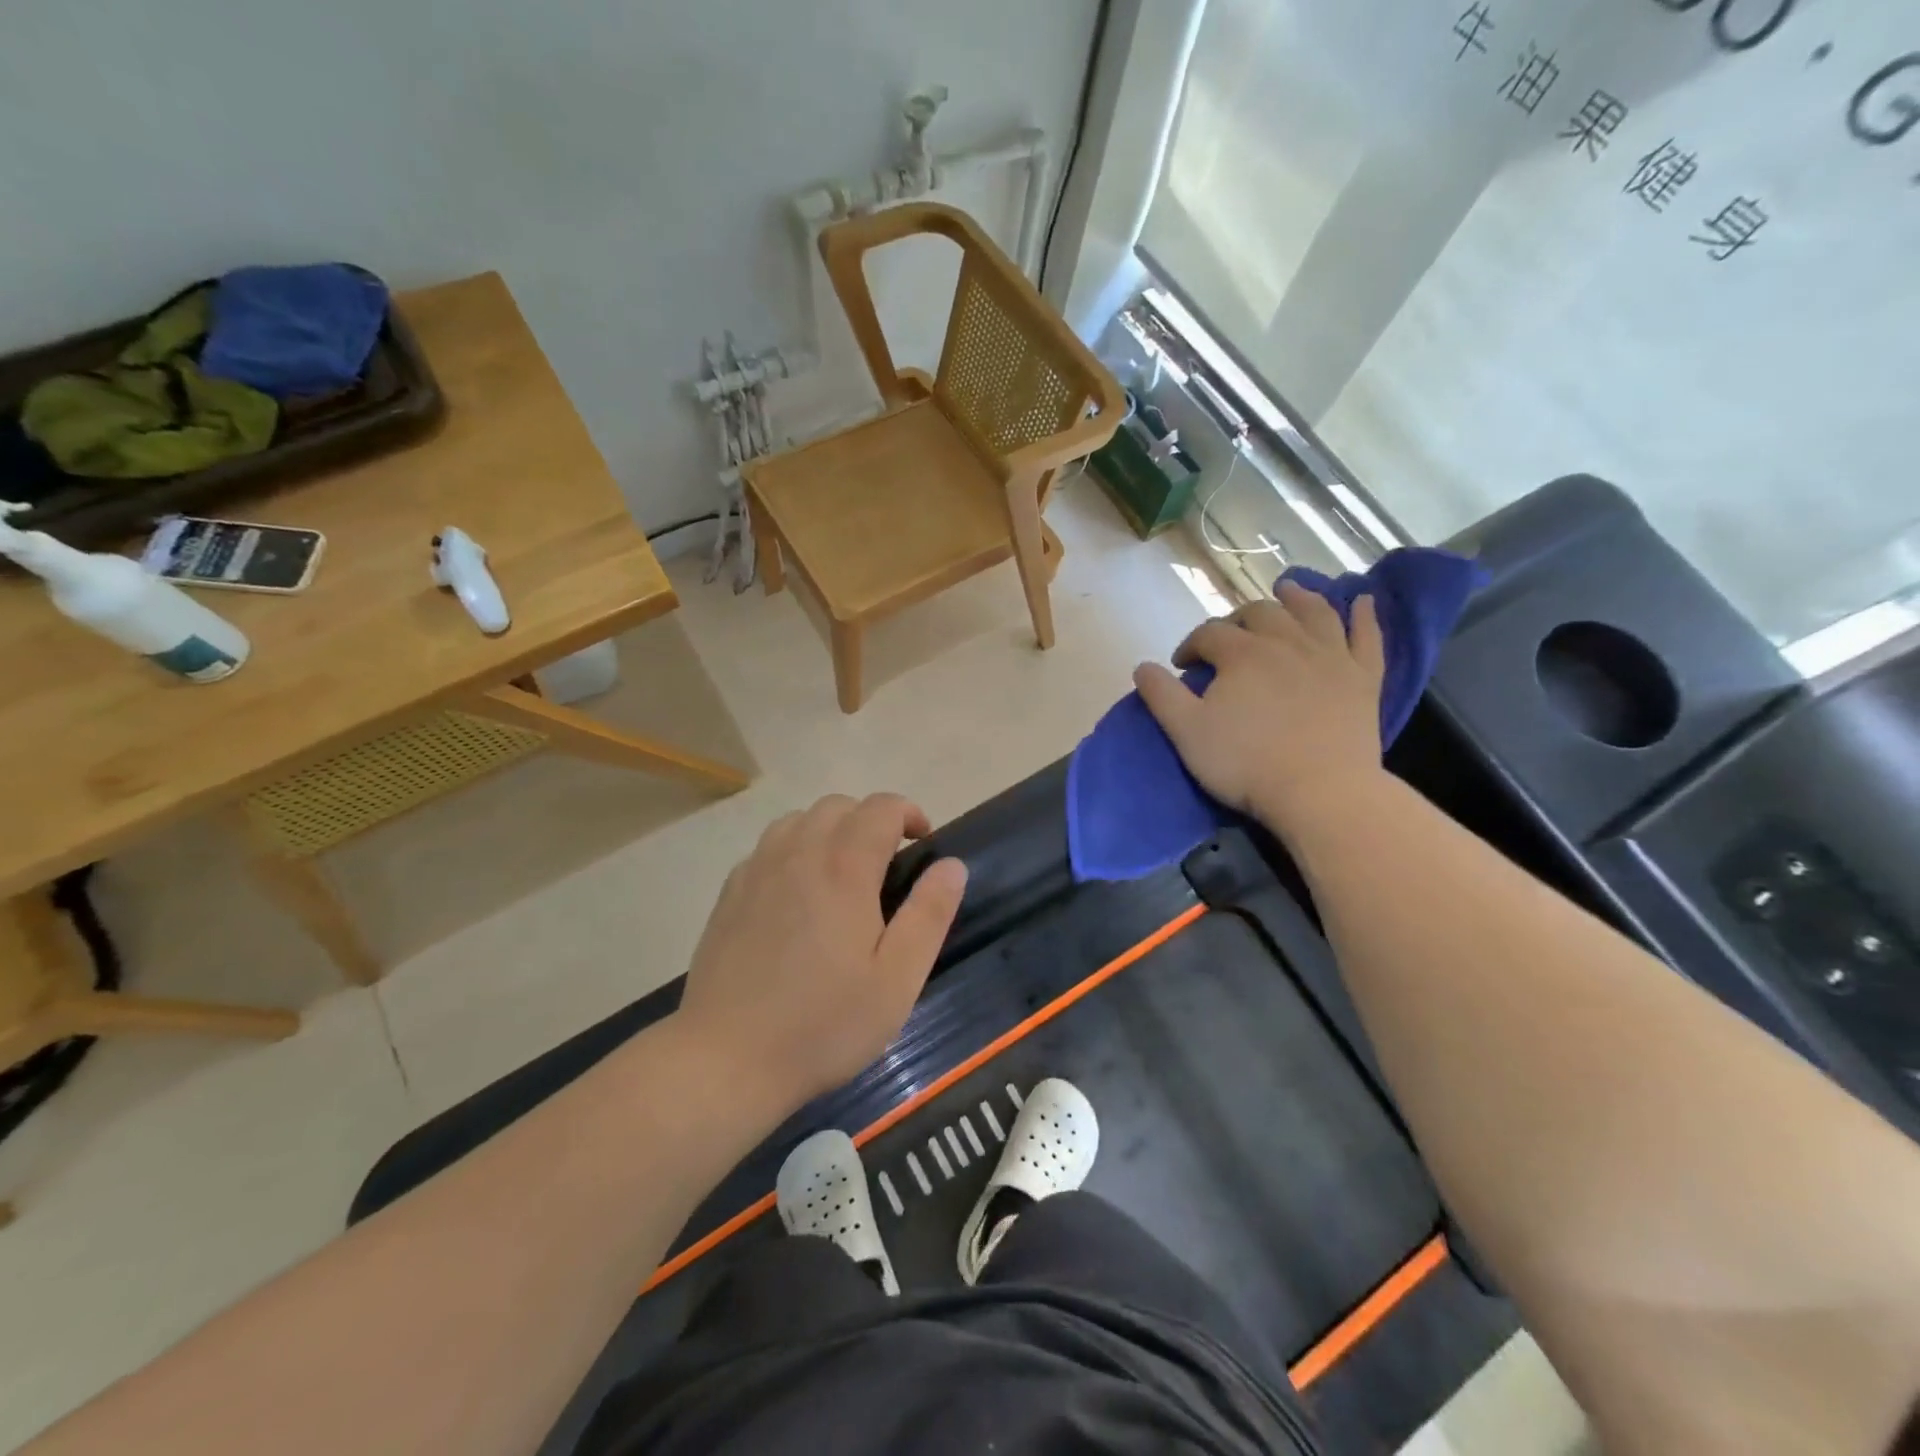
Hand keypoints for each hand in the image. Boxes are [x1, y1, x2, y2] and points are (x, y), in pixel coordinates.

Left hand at [676, 793, 967, 1107]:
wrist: (726, 1059)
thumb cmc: (823, 1023)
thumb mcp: (897, 979)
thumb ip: (929, 914)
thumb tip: (951, 864)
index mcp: (843, 868)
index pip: (881, 807)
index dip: (909, 814)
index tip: (923, 843)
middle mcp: (798, 853)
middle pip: (839, 805)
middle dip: (871, 819)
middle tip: (888, 863)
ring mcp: (757, 870)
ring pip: (799, 820)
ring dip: (830, 830)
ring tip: (843, 872)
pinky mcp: (730, 893)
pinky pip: (769, 847)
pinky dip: (794, 850)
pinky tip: (798, 894)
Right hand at [1133, 583, 1385, 835]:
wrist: (1320, 792)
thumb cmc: (1246, 763)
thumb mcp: (1187, 733)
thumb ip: (1162, 695)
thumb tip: (1143, 666)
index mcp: (1242, 653)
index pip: (1209, 634)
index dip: (1190, 645)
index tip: (1181, 666)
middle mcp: (1286, 642)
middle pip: (1260, 613)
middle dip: (1238, 618)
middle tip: (1228, 636)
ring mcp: (1330, 656)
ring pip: (1313, 612)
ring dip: (1298, 598)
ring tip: (1288, 591)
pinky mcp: (1363, 678)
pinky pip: (1368, 637)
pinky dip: (1365, 617)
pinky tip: (1363, 602)